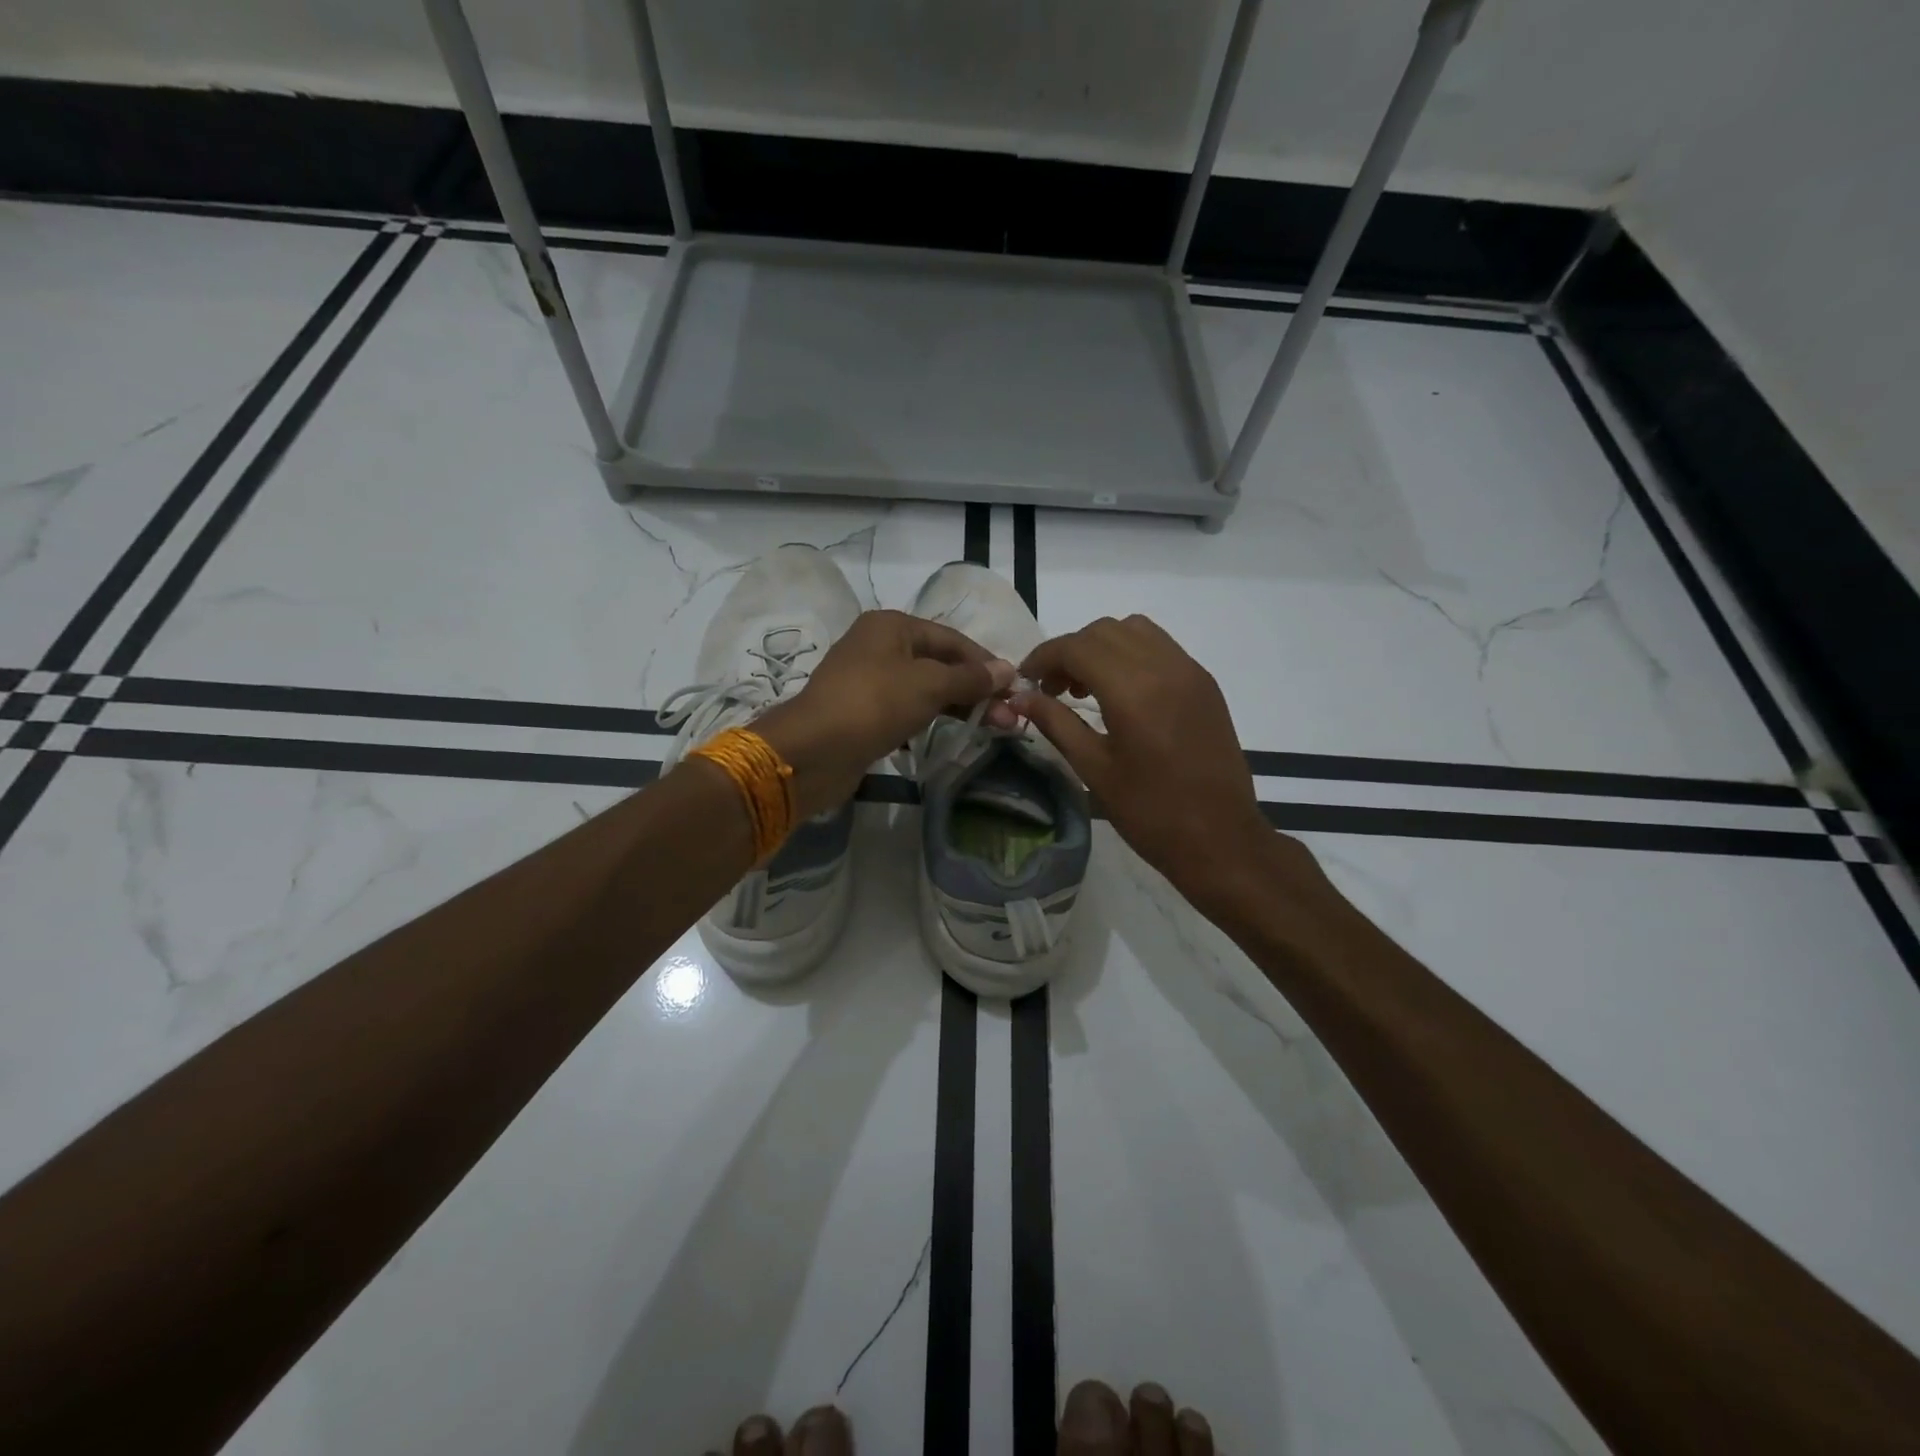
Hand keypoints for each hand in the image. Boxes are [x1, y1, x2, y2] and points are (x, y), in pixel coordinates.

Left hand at [757, 609, 1015, 815]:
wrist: (814, 750)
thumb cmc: (874, 704)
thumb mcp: (929, 685)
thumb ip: (970, 678)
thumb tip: (1008, 670)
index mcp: (892, 626)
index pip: (952, 639)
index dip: (986, 662)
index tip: (1015, 688)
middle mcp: (879, 646)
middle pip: (939, 663)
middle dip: (976, 689)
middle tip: (1008, 717)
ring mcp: (868, 680)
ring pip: (924, 688)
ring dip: (958, 706)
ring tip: (991, 728)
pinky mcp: (863, 713)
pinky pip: (906, 709)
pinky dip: (931, 718)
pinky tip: (951, 734)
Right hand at [1016, 615, 1280, 915]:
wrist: (1222, 839)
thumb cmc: (1151, 813)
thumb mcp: (1094, 769)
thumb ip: (1056, 723)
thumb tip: (1020, 698)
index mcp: (1134, 691)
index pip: (1077, 647)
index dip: (1043, 657)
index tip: (1026, 681)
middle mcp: (1165, 667)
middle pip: (1104, 631)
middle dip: (1070, 651)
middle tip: (1052, 689)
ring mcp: (1190, 671)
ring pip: (1134, 630)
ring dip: (1101, 647)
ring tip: (1086, 688)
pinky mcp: (1205, 683)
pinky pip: (1160, 646)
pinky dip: (1130, 654)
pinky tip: (1121, 693)